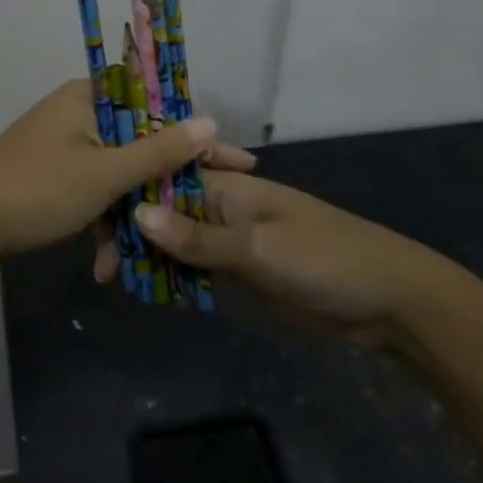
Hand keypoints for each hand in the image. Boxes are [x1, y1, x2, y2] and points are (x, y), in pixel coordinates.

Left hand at [0, 80, 255, 261]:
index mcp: (91, 99)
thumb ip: (159, 150)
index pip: (159, 109)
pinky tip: (108, 263)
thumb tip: (209, 121)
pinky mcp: (51, 175)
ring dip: (132, 215)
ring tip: (151, 258)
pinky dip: (103, 221)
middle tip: (204, 214)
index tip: (238, 165)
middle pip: (140, 144)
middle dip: (165, 187)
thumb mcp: (106, 174)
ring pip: (116, 174)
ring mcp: (63, 146)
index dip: (199, 139)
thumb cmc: (38, 190)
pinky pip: (92, 191)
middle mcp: (79, 113)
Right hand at [128, 174, 452, 345]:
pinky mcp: (241, 272)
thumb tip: (135, 213)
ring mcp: (231, 241)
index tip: (94, 225)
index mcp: (227, 187)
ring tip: (113, 281)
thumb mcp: (258, 248)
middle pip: (164, 211)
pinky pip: (196, 269)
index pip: (163, 179)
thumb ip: (198, 237)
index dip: (127, 195)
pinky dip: (174, 278)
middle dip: (131, 233)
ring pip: (176, 242)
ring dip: (148, 257)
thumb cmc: (325, 260)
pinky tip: (149, 293)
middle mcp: (222, 207)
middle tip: (101, 270)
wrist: (389, 303)